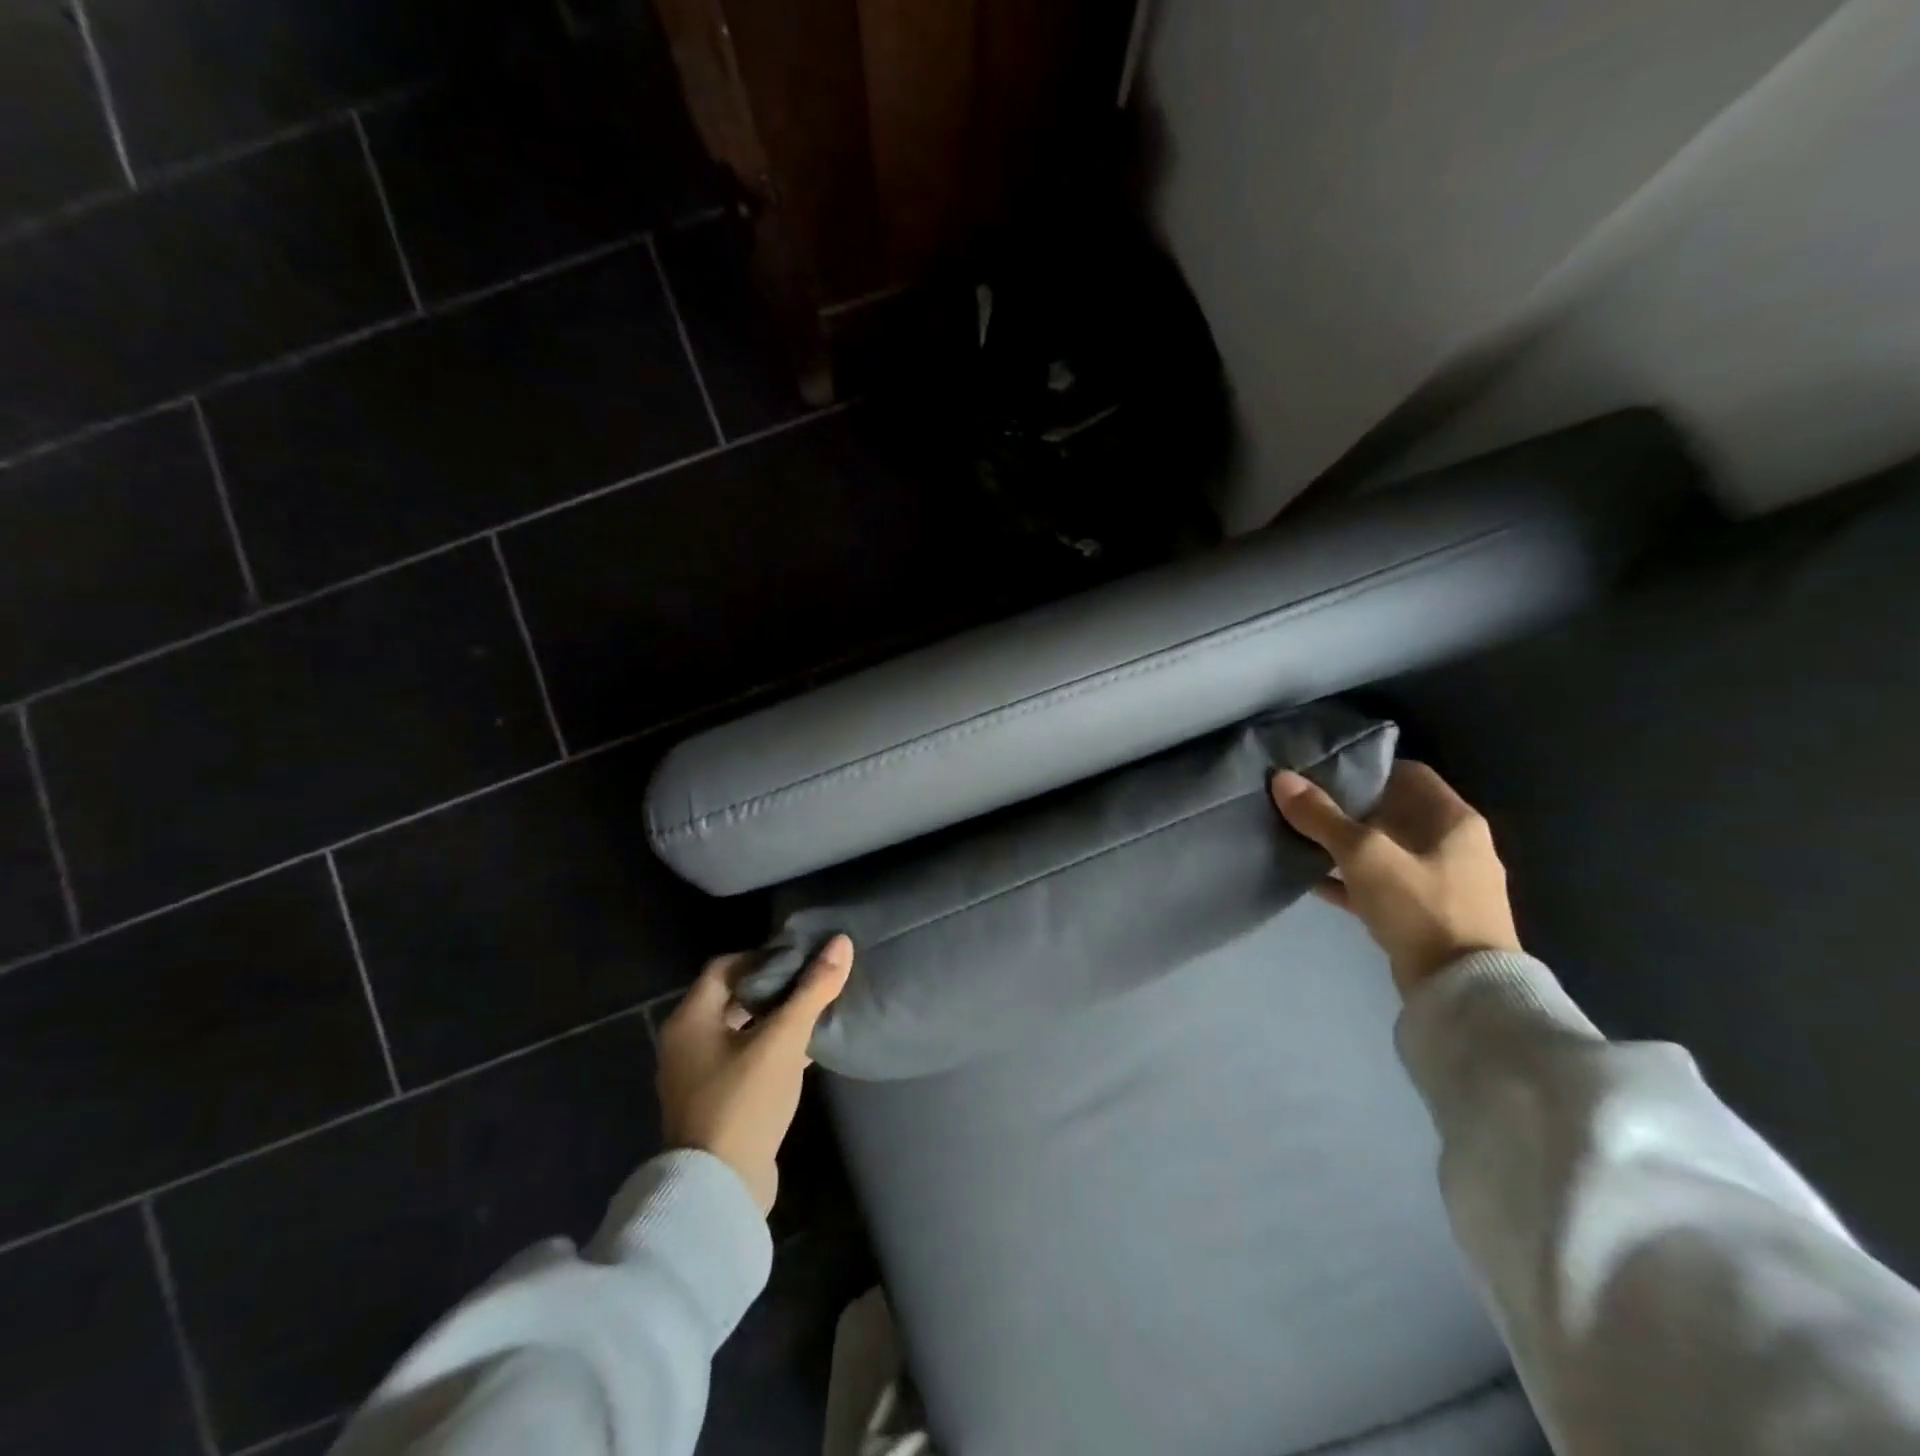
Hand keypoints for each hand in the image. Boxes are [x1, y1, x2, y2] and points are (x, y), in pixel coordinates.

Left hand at [656, 934, 853, 1215]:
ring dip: (774, 1019)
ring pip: (739, 1030)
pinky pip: (742, 1059)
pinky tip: (805, 1052)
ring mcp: (696, 1076)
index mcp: (690, 1019)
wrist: (720, 1191)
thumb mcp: (784, 1040)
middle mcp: (685, 1042)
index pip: (725, 966)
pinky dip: (769, 1048)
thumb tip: (842, 942)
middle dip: (773, 987)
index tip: (801, 958)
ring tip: (814, 1011)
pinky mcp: (713, 1103)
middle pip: (732, 997)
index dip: (763, 956)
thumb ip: (813, 990)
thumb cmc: (745, 1102)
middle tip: (812, 981)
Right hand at [1270, 762, 1520, 997]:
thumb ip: (1321, 816)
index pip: (1408, 774)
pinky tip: (1314, 881)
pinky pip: (1382, 887)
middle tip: (1304, 805)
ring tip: (1302, 840)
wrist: (1461, 990)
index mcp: (1453, 820)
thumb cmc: (1419, 906)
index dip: (1366, 770)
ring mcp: (1443, 884)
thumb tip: (1281, 778)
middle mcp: (1455, 846)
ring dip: (1347, 847)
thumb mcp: (1363, 854)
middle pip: (1394, 813)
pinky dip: (1352, 881)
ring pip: (1386, 852)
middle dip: (1349, 809)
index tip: (1323, 773)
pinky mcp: (1427, 916)